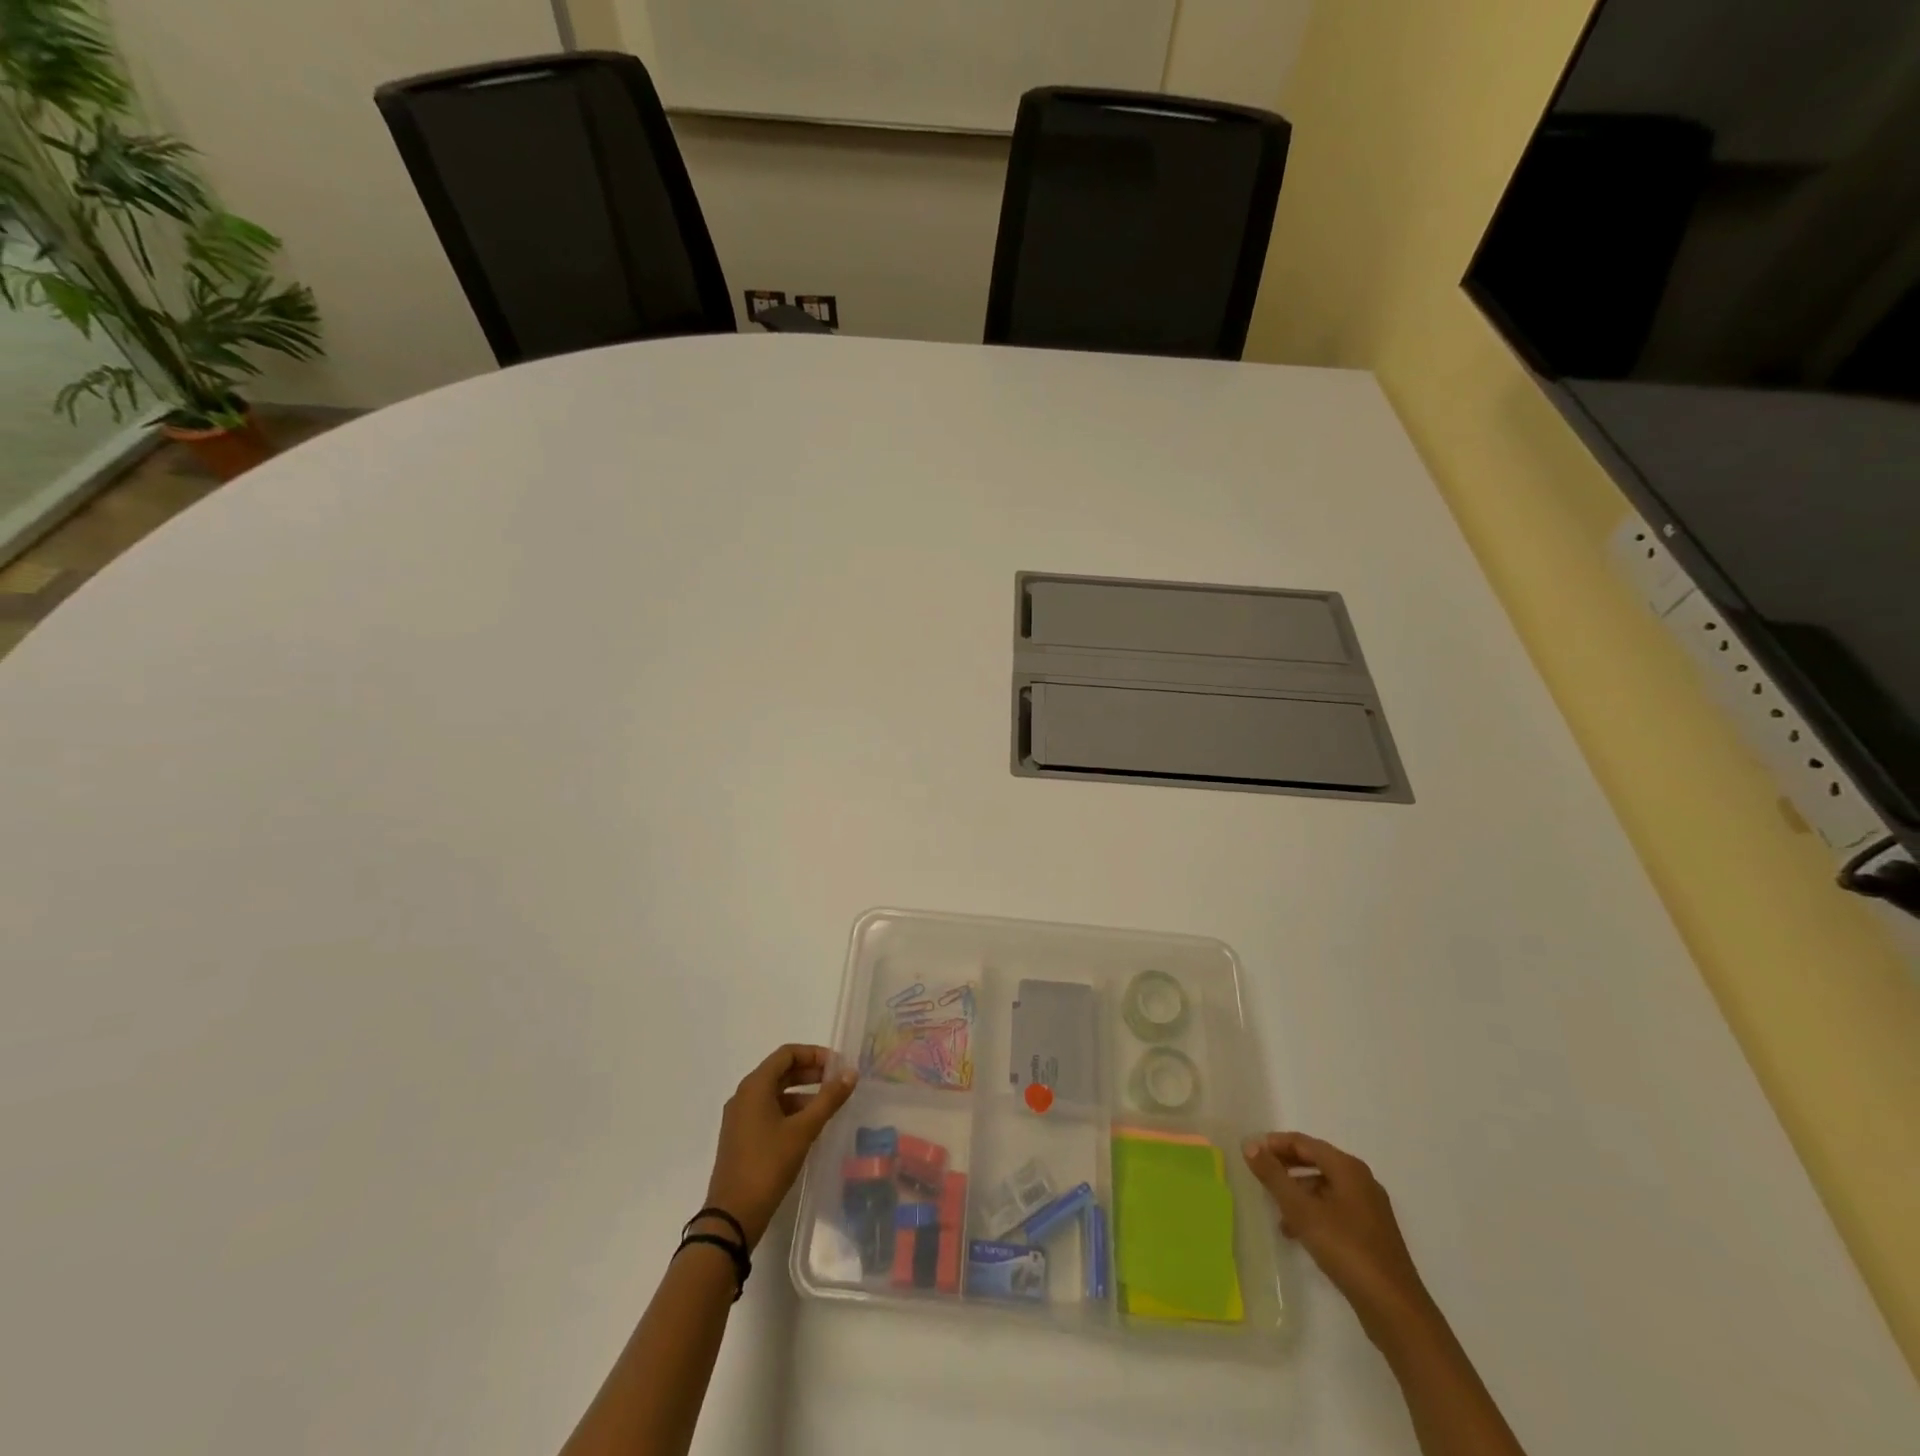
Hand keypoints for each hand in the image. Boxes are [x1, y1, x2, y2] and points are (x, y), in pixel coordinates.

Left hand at [703, 1044, 857, 1249]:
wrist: (732, 1217)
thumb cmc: (767, 1165)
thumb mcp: (803, 1130)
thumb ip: (828, 1099)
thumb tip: (851, 1073)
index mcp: (754, 1086)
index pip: (787, 1054)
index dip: (814, 1054)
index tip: (838, 1065)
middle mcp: (744, 1095)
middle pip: (781, 1071)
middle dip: (810, 1072)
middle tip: (837, 1082)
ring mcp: (740, 1117)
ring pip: (775, 1093)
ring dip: (802, 1093)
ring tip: (828, 1106)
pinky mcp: (741, 1137)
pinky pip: (769, 1111)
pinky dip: (790, 1111)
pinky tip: (809, 1127)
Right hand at [1243, 1131, 1433, 1337]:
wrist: (1395, 1309)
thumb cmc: (1346, 1250)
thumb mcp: (1302, 1211)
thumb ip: (1274, 1176)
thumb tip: (1249, 1145)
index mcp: (1348, 1168)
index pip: (1304, 1143)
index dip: (1275, 1144)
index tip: (1250, 1152)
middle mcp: (1361, 1181)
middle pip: (1316, 1161)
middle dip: (1286, 1167)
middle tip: (1259, 1175)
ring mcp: (1369, 1208)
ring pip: (1325, 1187)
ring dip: (1298, 1192)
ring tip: (1275, 1210)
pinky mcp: (1372, 1233)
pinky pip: (1335, 1208)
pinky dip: (1313, 1212)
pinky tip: (1298, 1233)